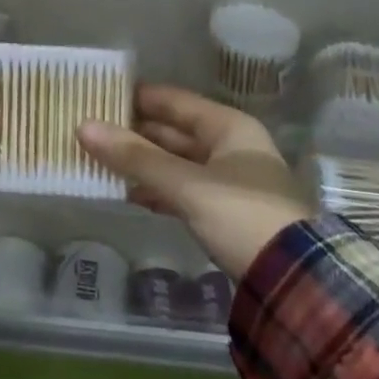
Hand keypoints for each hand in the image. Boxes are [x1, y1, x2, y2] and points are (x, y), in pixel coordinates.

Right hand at [77, 85, 307, 279]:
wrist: (294, 282)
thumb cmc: (242, 216)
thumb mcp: (186, 185)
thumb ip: (135, 157)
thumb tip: (83, 126)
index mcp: (228, 127)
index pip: (173, 101)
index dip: (136, 97)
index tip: (98, 96)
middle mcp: (229, 146)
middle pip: (172, 131)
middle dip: (133, 133)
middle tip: (89, 131)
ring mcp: (228, 180)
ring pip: (174, 162)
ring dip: (141, 163)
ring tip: (99, 161)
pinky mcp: (224, 211)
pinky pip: (181, 189)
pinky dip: (156, 189)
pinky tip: (128, 193)